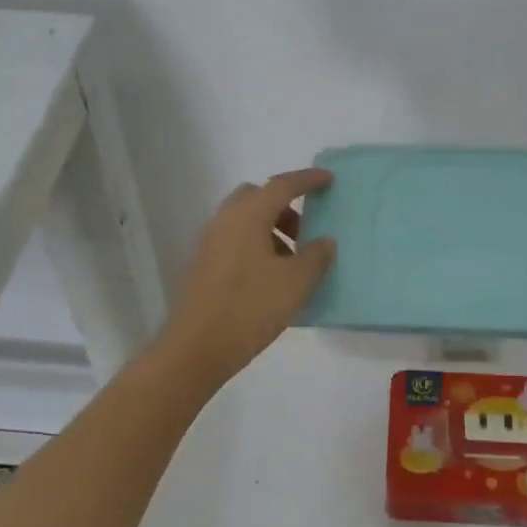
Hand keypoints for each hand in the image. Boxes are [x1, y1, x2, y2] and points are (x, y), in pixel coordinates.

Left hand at [156, 169, 336, 388]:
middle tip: (307, 228)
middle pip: (258, 197)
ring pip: (246, 220)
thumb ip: (316, 256)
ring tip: (293, 259)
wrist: (198, 346)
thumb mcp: (296, 282)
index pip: (282, 185)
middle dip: (285, 205)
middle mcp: (225, 220)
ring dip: (272, 229)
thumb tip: (324, 241)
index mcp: (248, 215)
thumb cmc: (251, 307)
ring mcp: (210, 242)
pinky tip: (272, 276)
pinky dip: (257, 245)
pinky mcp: (204, 264)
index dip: (307, 180)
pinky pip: (236, 240)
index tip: (328, 180)